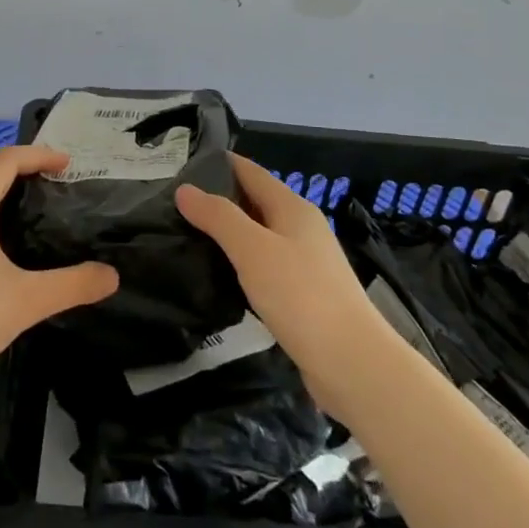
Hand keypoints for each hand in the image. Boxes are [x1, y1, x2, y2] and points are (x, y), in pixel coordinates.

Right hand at [177, 153, 388, 417]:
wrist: (352, 363)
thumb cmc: (301, 296)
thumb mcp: (252, 249)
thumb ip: (218, 217)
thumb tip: (184, 189)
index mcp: (293, 208)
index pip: (251, 172)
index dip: (220, 164)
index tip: (183, 166)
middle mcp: (301, 228)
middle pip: (255, 202)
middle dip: (219, 199)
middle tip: (175, 204)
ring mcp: (306, 263)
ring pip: (259, 235)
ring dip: (229, 233)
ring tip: (189, 236)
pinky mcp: (304, 295)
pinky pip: (265, 266)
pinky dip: (241, 263)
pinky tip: (220, 275)